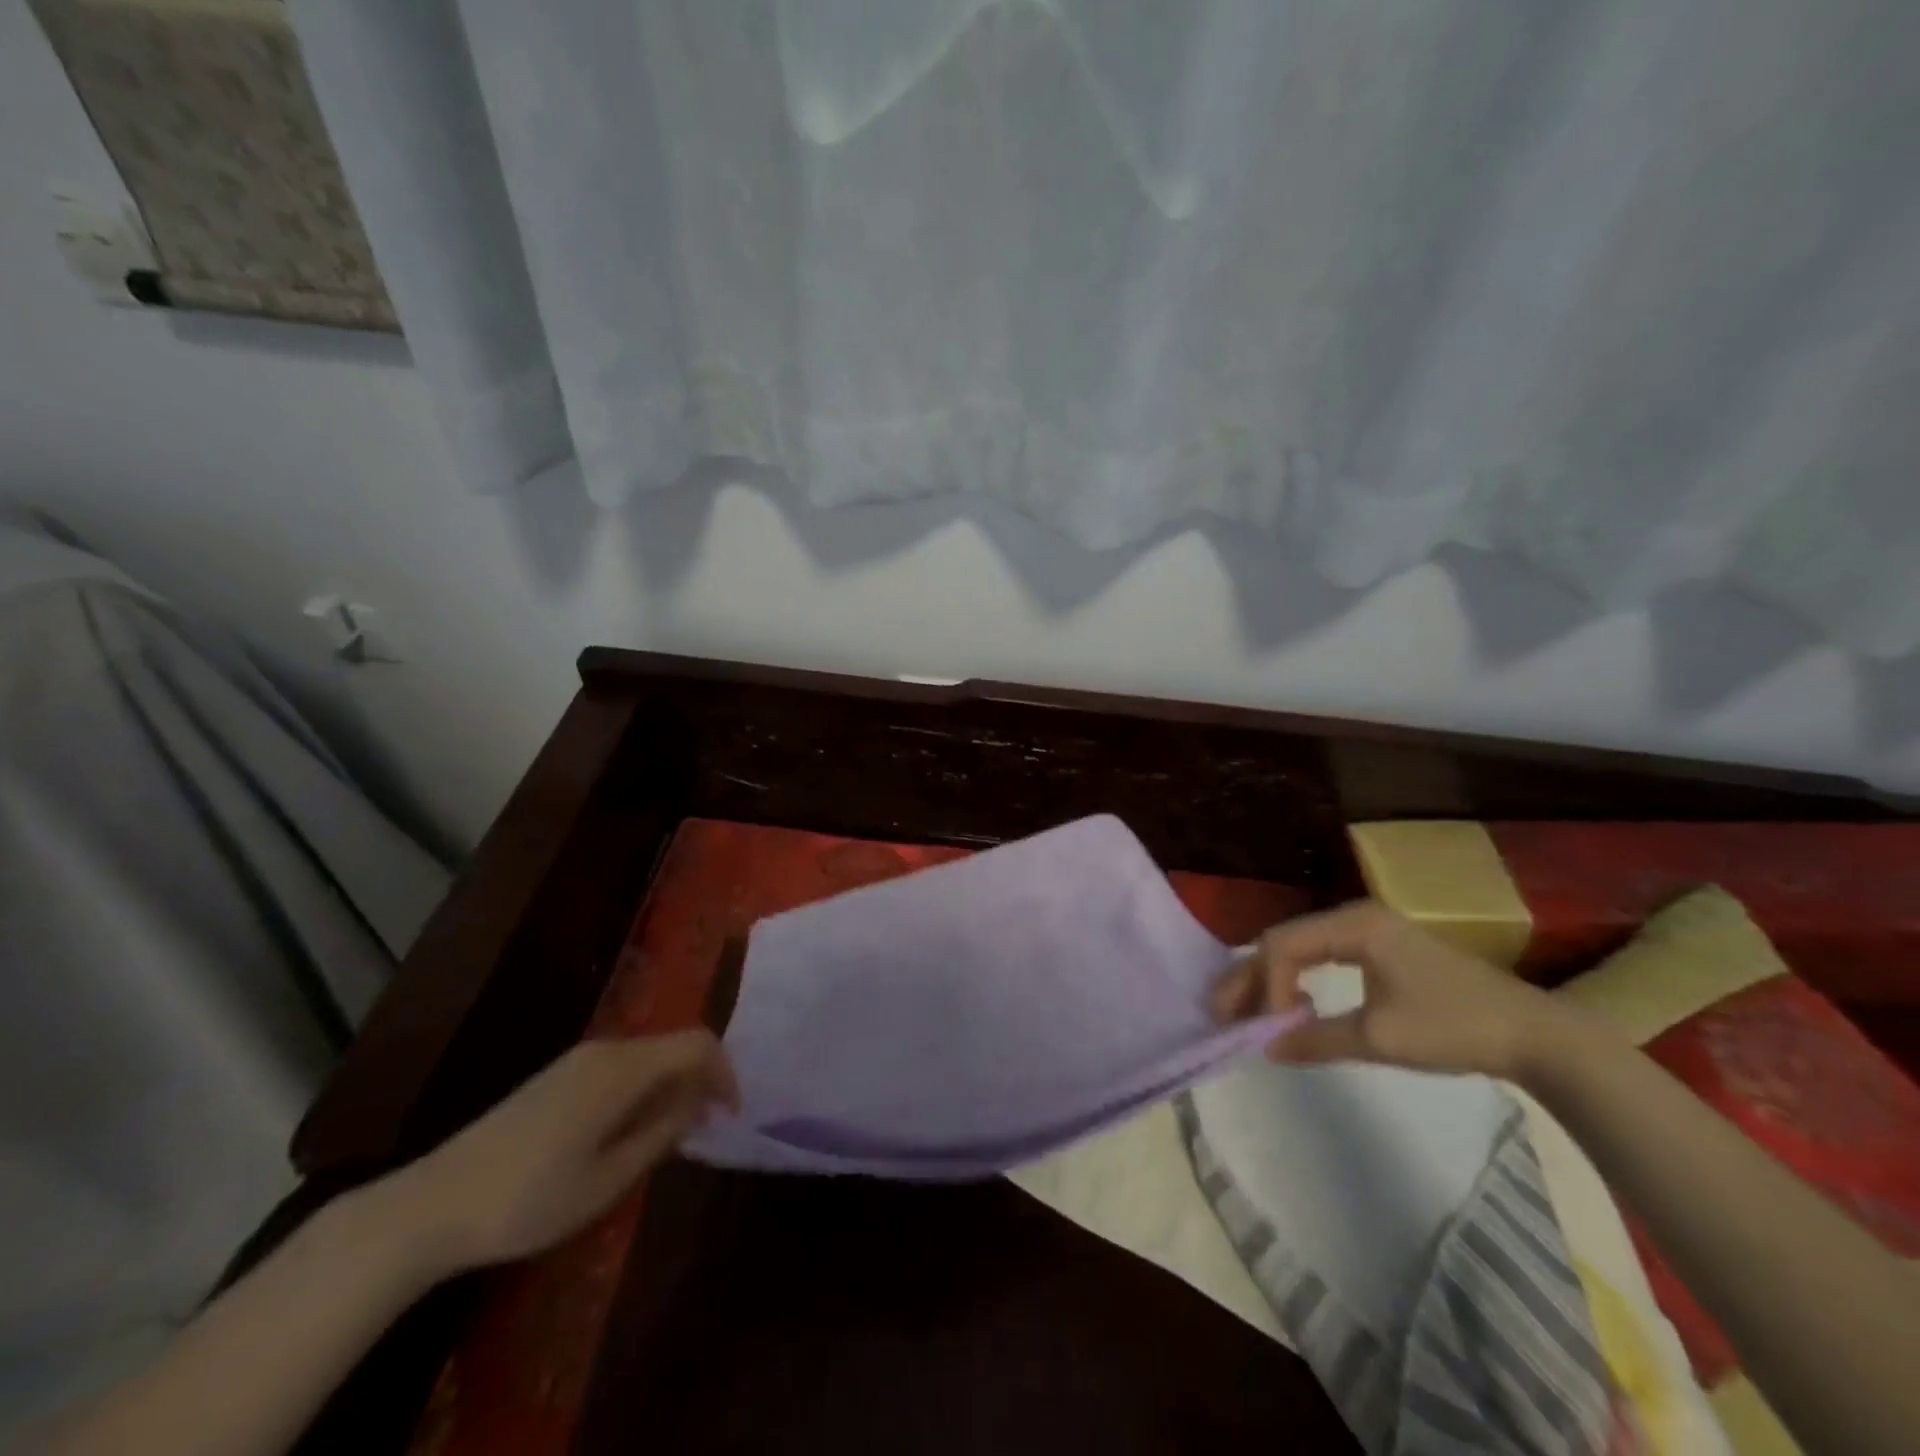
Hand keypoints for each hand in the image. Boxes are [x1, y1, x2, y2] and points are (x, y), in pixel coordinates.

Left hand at [382, 1031, 738, 1273]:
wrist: (431, 1206)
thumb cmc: (528, 1199)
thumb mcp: (609, 1178)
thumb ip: (662, 1131)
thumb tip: (699, 1101)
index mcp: (621, 1068)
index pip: (697, 1044)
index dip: (724, 1072)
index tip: (732, 1115)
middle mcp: (605, 1050)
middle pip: (673, 1045)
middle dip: (700, 1079)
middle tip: (707, 1129)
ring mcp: (578, 1060)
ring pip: (648, 1056)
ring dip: (672, 1086)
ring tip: (673, 1136)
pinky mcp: (559, 1076)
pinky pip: (622, 1068)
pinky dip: (644, 1089)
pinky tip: (629, 1132)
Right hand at [1210, 900, 1557, 1077]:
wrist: (1535, 1036)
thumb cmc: (1455, 1027)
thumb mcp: (1381, 1038)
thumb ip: (1317, 1039)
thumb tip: (1264, 1047)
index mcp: (1354, 924)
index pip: (1283, 944)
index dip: (1264, 985)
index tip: (1265, 1029)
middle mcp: (1353, 917)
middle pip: (1284, 941)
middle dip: (1251, 978)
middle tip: (1220, 1012)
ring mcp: (1367, 931)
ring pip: (1299, 948)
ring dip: (1270, 980)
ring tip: (1243, 1011)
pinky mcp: (1379, 950)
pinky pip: (1320, 957)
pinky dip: (1296, 979)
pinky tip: (1291, 1005)